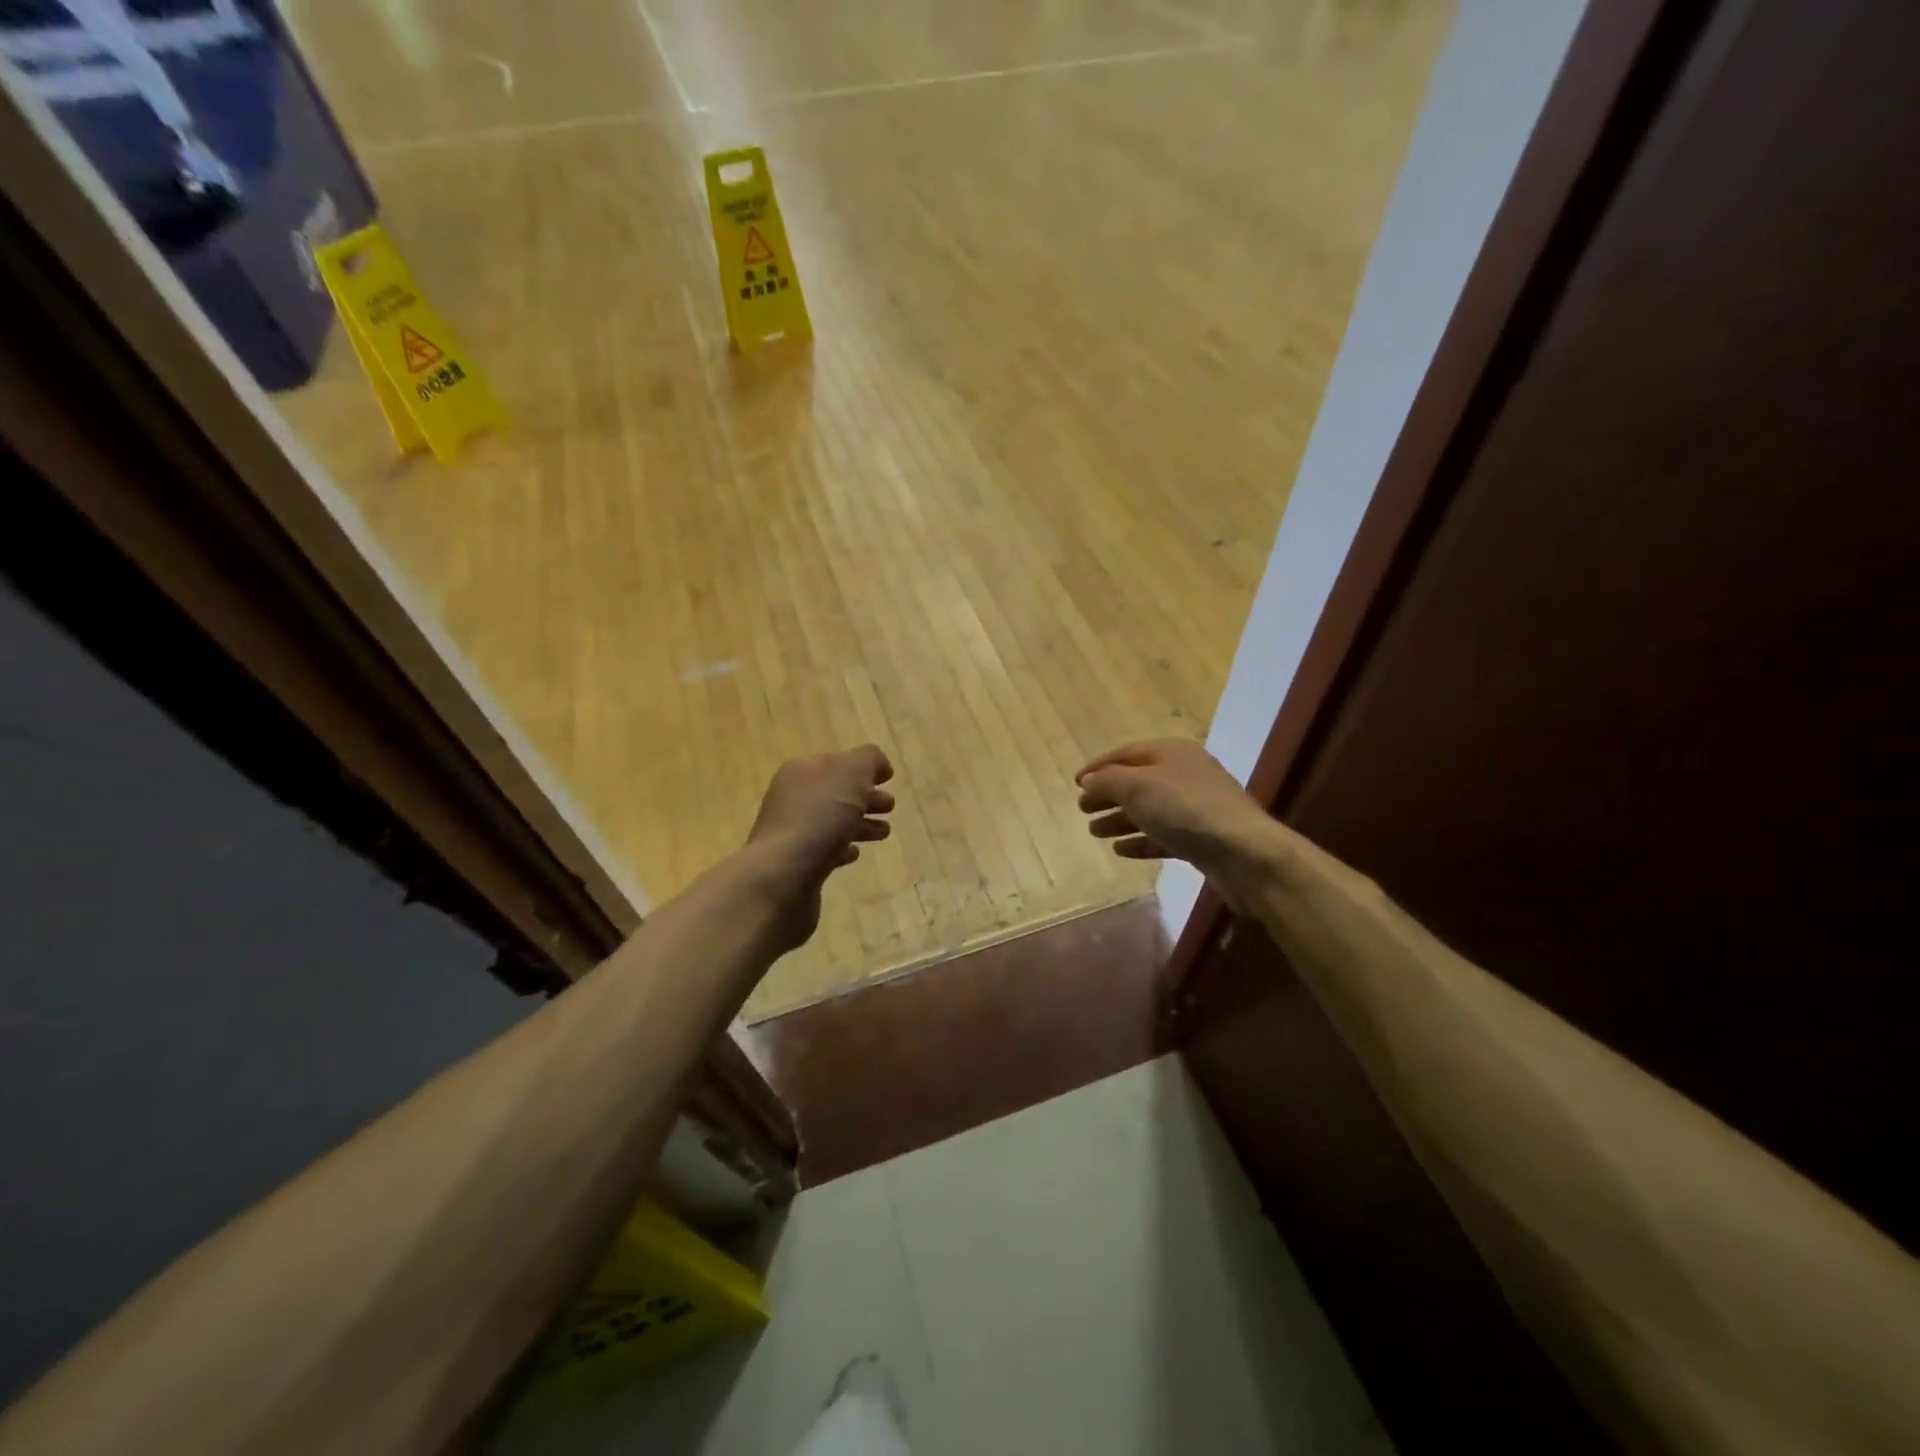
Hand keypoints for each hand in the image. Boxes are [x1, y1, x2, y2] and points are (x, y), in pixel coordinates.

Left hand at [745, 745, 894, 950]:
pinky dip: (842, 849)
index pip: (838, 762)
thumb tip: (879, 765)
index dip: (864, 768)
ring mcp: (791, 832)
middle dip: (865, 797)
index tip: (888, 779)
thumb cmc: (820, 817)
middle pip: (836, 793)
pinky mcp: (796, 864)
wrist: (783, 875)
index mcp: (803, 772)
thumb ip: (869, 760)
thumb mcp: (852, 774)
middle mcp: (793, 798)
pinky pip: (824, 850)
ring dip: (860, 824)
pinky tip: (855, 853)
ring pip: (833, 822)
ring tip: (884, 832)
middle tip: (890, 807)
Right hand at [1075, 739, 1278, 901]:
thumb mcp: (1137, 787)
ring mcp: (1195, 808)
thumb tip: (1089, 781)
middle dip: (1108, 795)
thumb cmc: (1185, 809)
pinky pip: (1163, 835)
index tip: (1075, 783)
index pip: (1126, 753)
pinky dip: (1141, 840)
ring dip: (1120, 820)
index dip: (1098, 767)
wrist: (1244, 853)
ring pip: (1149, 810)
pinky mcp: (1201, 839)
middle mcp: (1185, 775)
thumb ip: (1108, 781)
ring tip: (1094, 832)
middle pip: (1137, 782)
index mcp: (1172, 752)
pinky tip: (1121, 850)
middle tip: (1082, 810)